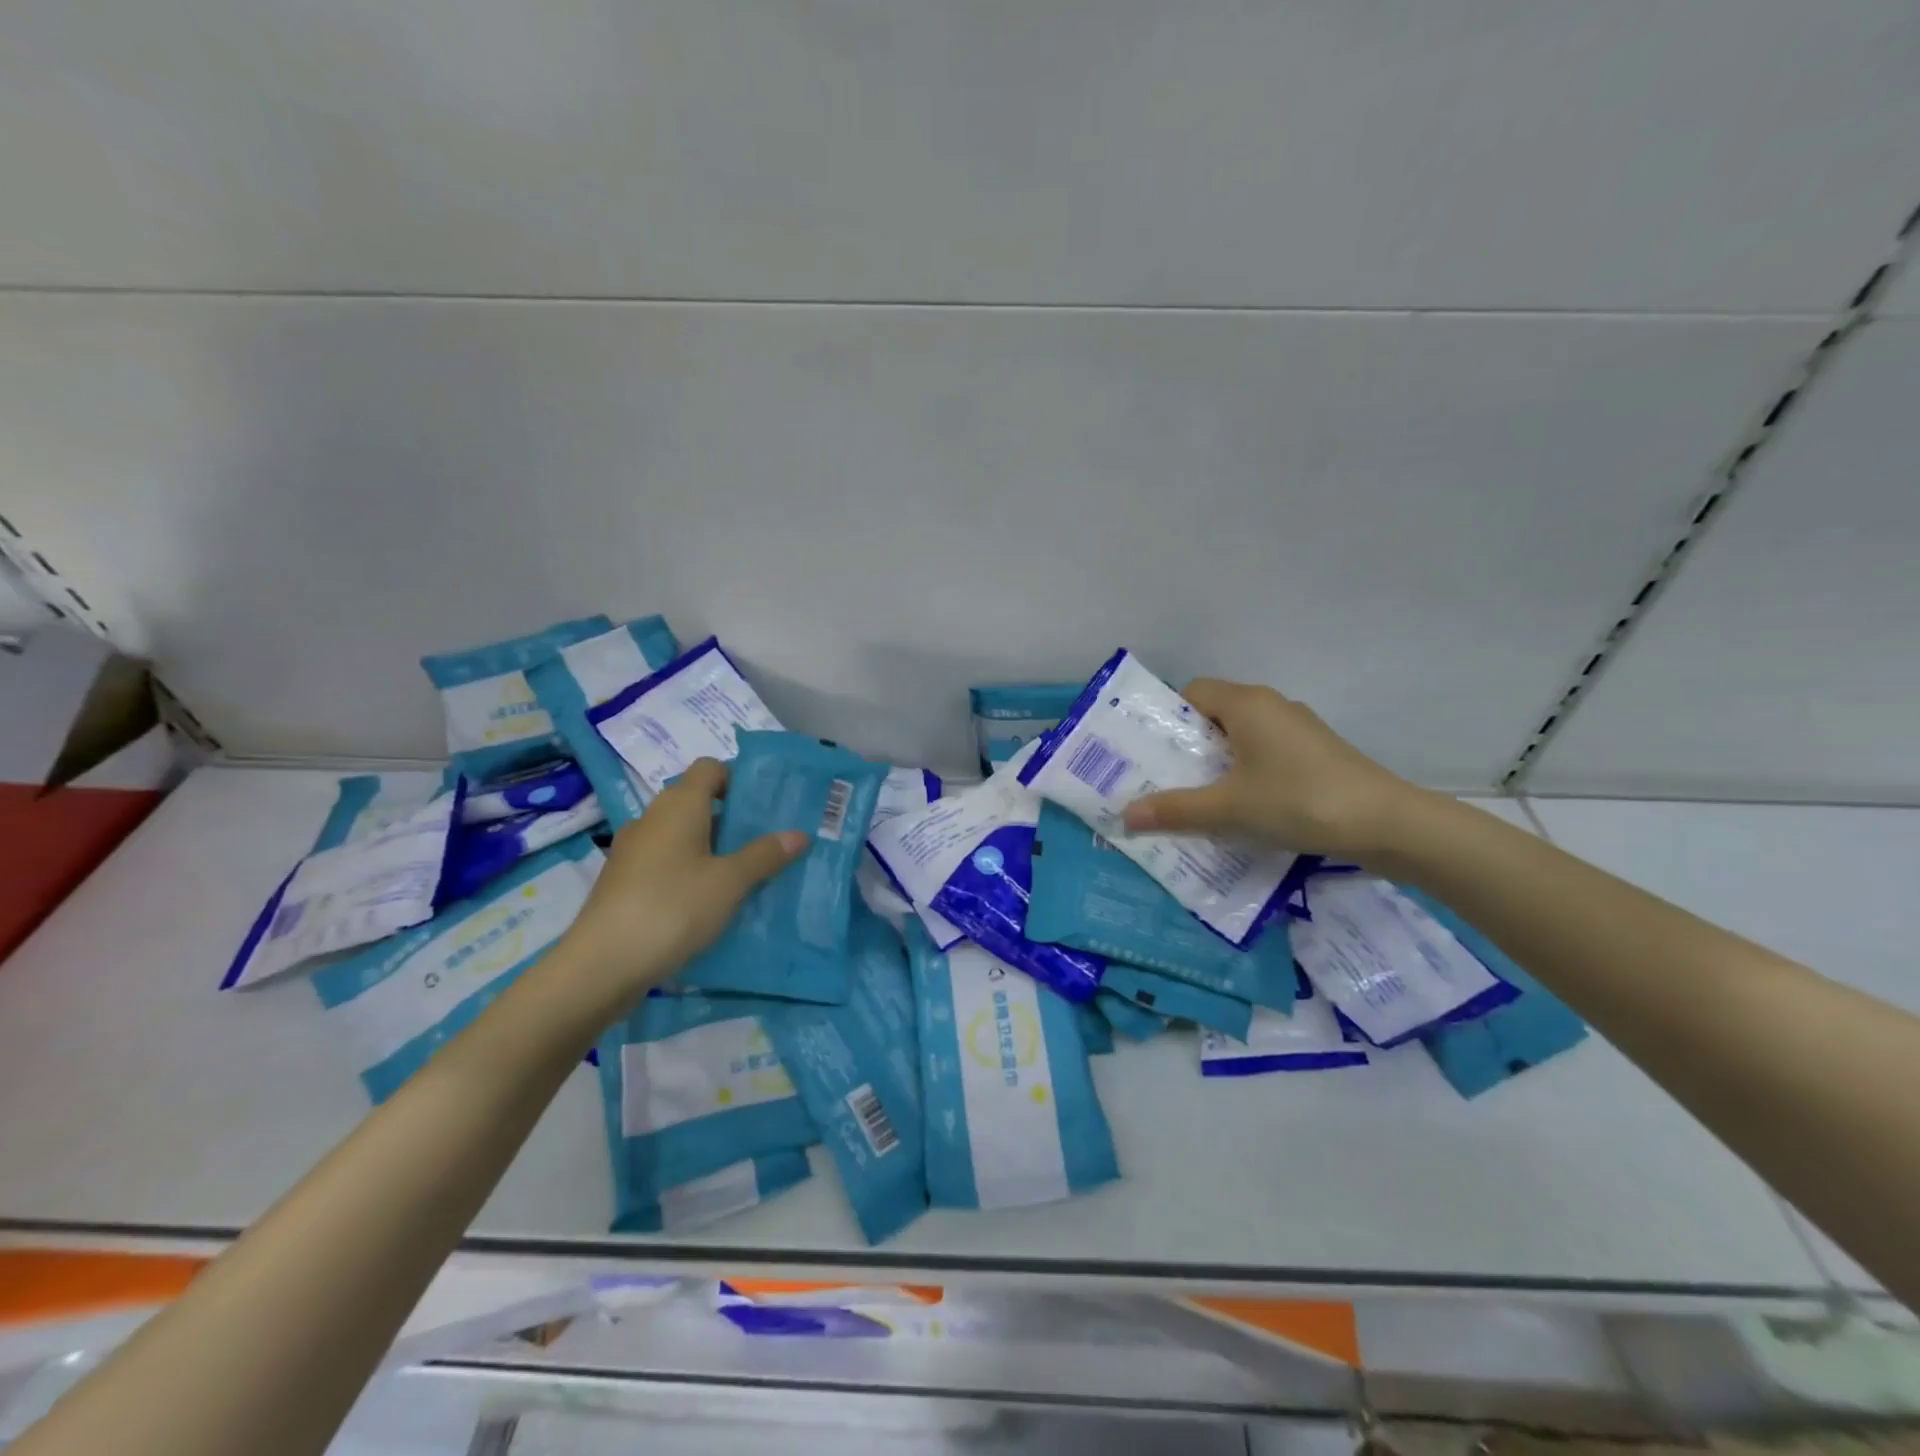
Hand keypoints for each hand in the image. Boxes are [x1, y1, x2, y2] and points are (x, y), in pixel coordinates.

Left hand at [557, 758, 806, 1008]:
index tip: (764, 806)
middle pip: (697, 802)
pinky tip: (708, 902)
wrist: (601, 965)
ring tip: (743, 874)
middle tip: (766, 842)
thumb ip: (765, 855)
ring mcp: (633, 850)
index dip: (738, 779)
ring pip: (681, 835)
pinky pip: (665, 862)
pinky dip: (689, 871)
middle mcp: (653, 818)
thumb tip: (799, 834)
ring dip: (711, 848)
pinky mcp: (623, 882)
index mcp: (679, 805)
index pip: (710, 768)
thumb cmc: (673, 908)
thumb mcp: (730, 882)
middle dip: (731, 818)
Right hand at [1120, 679, 1421, 859]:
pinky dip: (1244, 775)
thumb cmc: (1299, 800)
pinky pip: (1264, 755)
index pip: (1191, 692)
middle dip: (1186, 747)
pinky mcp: (1315, 754)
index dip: (1166, 719)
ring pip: (1240, 738)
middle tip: (1160, 781)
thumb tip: (1125, 815)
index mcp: (1246, 703)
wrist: (1388, 824)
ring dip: (1216, 765)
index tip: (1148, 753)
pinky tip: (1239, 809)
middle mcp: (1271, 706)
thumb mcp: (1229, 808)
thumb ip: (1175, 809)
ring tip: (1194, 799)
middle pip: (1214, 716)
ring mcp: (1297, 730)